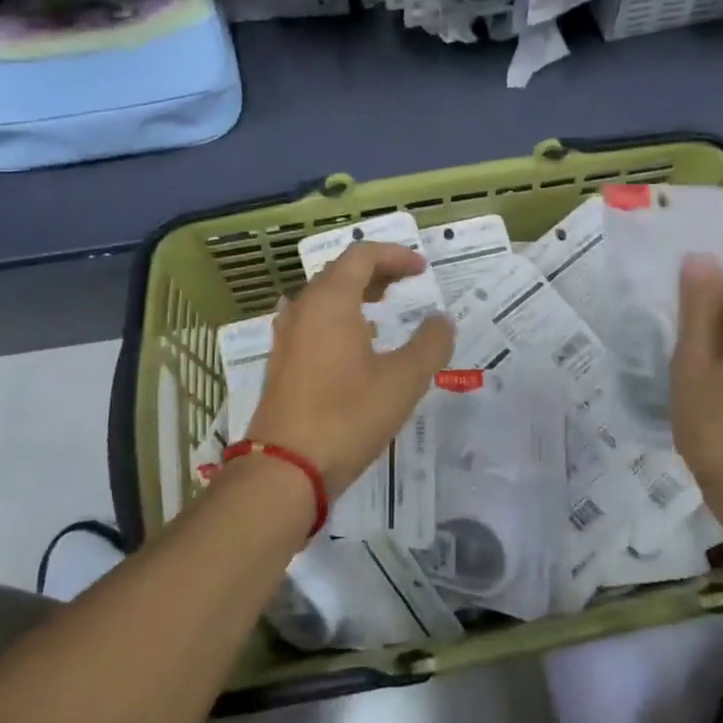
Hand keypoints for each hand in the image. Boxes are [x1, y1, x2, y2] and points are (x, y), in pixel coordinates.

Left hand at [248, 242, 455, 493]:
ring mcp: (286, 336)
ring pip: (322, 297)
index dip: (395, 255)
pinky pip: (311, 321)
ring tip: (382, 308)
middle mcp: (303, 309)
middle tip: (406, 283)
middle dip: (376, 271)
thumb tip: (441, 320)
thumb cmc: (348, 416)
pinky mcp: (281, 362)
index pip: (362, 255)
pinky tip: (353, 343)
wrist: (285, 467)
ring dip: (354, 293)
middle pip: (339, 272)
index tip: (422, 269)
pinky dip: (336, 317)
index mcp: (330, 301)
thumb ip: (430, 344)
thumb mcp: (404, 381)